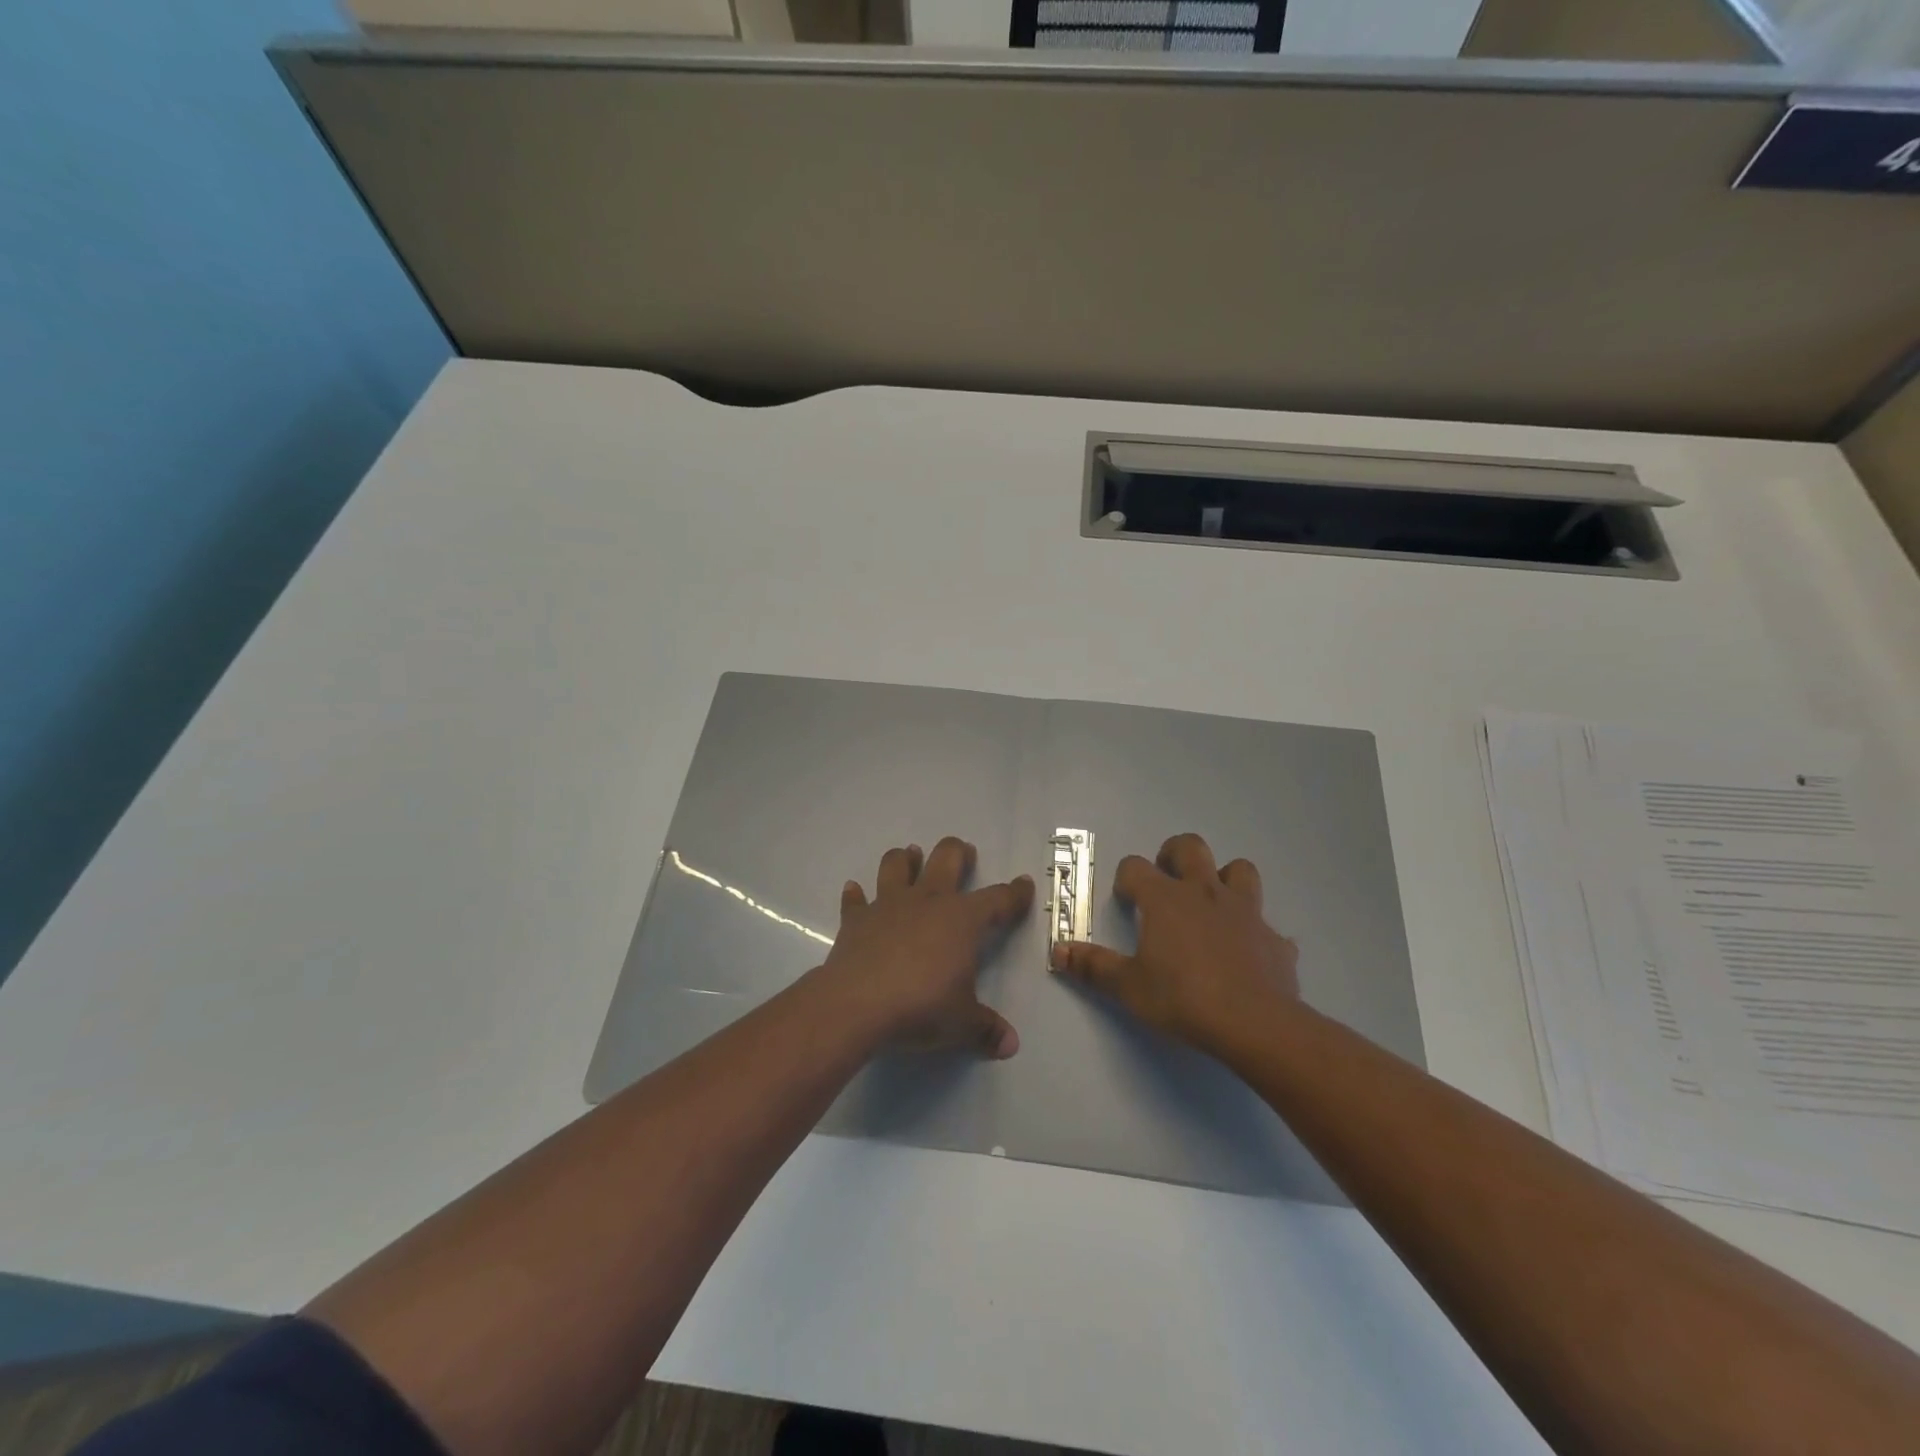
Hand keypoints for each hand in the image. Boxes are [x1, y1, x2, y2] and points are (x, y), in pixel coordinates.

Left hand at [816, 836, 1032, 1058]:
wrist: (857, 1004)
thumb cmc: (921, 1007)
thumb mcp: (962, 1024)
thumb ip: (987, 1030)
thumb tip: (1011, 1045)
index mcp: (962, 920)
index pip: (998, 899)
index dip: (1015, 893)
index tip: (1024, 884)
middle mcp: (927, 901)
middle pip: (946, 858)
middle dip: (958, 852)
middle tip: (965, 852)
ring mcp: (888, 905)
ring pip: (897, 864)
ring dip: (905, 858)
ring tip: (911, 856)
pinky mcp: (856, 919)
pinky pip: (855, 900)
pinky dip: (856, 895)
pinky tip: (855, 891)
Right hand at [1050, 832, 1298, 1060]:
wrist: (1255, 1023)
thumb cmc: (1182, 998)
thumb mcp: (1129, 987)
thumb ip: (1093, 966)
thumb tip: (1058, 950)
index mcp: (1165, 899)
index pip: (1135, 867)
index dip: (1126, 879)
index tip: (1126, 901)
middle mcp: (1205, 892)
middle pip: (1190, 847)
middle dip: (1174, 855)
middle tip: (1166, 880)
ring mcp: (1245, 911)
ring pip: (1240, 870)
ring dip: (1224, 878)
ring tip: (1211, 903)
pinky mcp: (1275, 938)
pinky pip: (1266, 925)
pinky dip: (1255, 932)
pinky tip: (1248, 953)